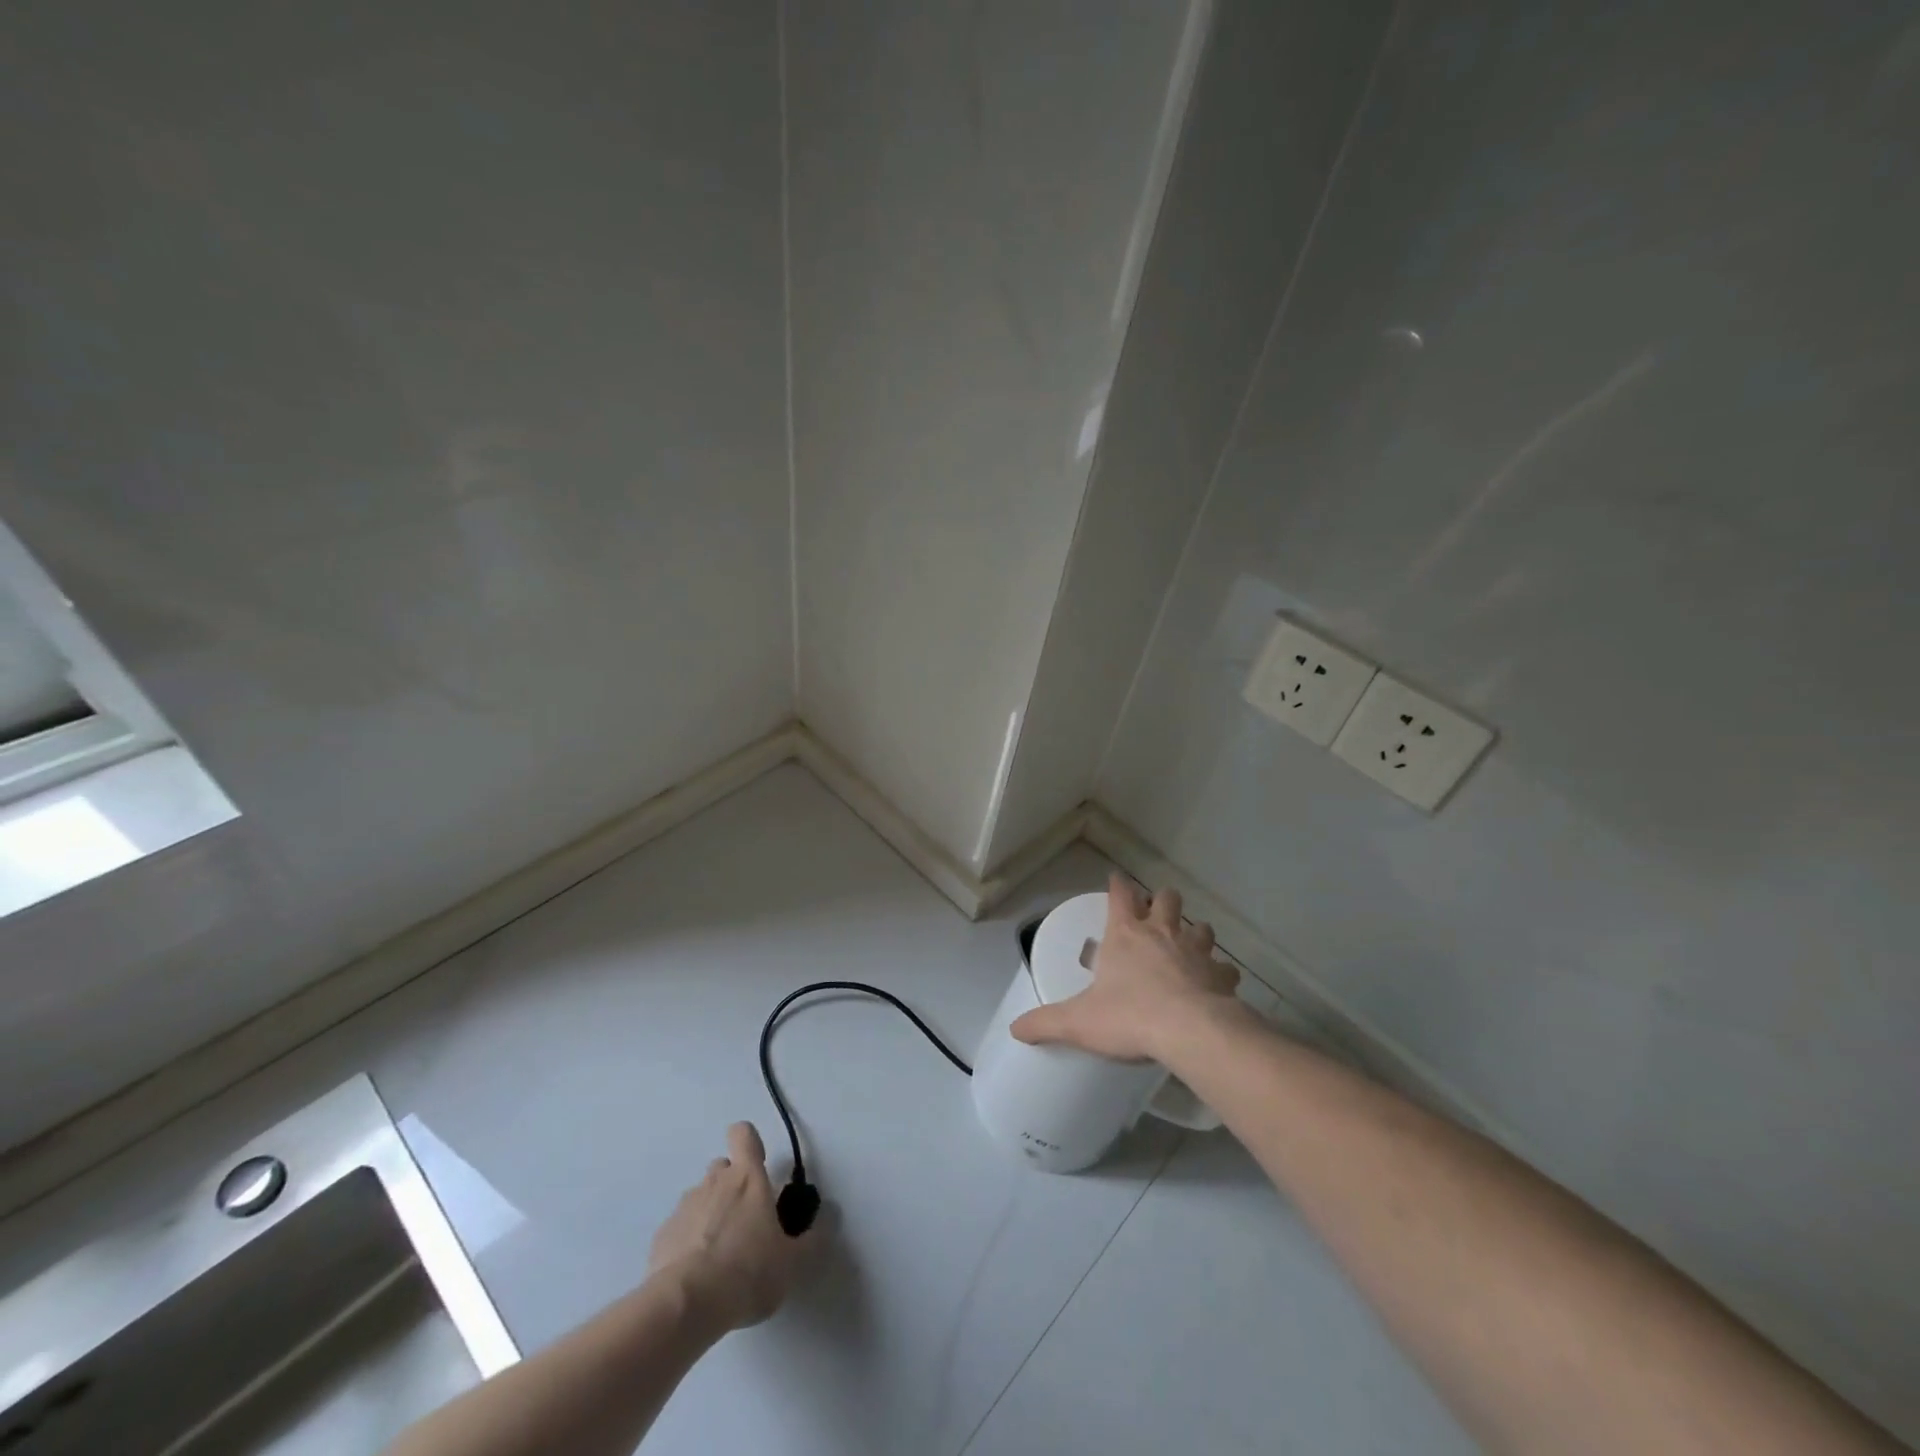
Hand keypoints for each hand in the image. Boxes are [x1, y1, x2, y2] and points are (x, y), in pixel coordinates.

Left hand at [648, 1122, 808, 1331]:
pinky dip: (687, 1241)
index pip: (744, 1135)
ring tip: (717, 1254)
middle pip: (721, 1167)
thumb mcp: (791, 1263)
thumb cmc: (748, 1272)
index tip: (756, 1163)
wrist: (686, 1305)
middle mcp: (715, 1182)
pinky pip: (679, 1228)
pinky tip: (694, 1274)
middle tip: (743, 1220)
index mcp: (748, 1179)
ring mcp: (685, 1207)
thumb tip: (825, 1225)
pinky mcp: (662, 1236)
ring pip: (699, 1197)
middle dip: (731, 1184)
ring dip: (709, 1213)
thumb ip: (809, 1242)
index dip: (749, 1142)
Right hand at [1011, 873, 1239, 1061]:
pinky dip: (1220, 973)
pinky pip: (1224, 968)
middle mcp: (1162, 933)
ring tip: (1188, 944)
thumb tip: (1015, 1029)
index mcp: (1125, 934)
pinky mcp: (1220, 975)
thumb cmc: (1129, 1016)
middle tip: (1156, 912)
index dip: (1118, 885)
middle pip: (1167, 898)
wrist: (1190, 1032)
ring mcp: (1195, 951)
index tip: (1117, 878)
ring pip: (1201, 926)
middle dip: (1162, 900)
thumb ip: (1046, 1023)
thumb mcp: (1079, 1022)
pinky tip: (1216, 984)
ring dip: (1194, 932)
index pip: (1120, 895)